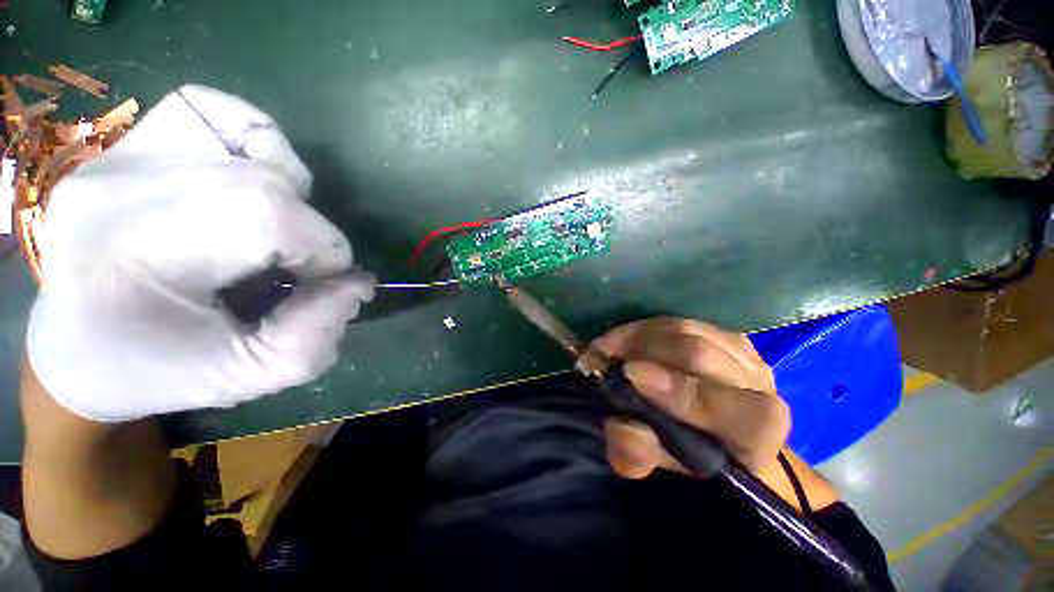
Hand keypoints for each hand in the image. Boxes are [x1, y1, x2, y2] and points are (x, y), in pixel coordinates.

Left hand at [25, 86, 373, 422]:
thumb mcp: (247, 376)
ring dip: (286, 190)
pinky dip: (253, 139)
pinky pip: (208, 108)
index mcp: (131, 255)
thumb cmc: (156, 372)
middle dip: (308, 231)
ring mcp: (118, 153)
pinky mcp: (127, 142)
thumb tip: (359, 282)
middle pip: (263, 182)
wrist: (77, 350)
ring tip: (268, 230)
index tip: (325, 282)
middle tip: (296, 268)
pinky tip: (247, 180)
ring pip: (247, 138)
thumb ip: (317, 333)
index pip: (264, 216)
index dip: (322, 249)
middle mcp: (118, 186)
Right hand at [592, 318, 789, 477]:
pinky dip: (641, 329)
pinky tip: (623, 340)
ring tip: (608, 347)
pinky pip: (676, 321)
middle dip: (646, 352)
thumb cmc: (685, 454)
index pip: (740, 410)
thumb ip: (638, 456)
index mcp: (759, 430)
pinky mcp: (717, 332)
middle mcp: (757, 384)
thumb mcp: (657, 464)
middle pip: (701, 355)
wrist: (706, 429)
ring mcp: (740, 350)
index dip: (683, 393)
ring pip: (685, 329)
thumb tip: (620, 426)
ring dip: (638, 336)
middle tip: (604, 357)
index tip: (630, 377)